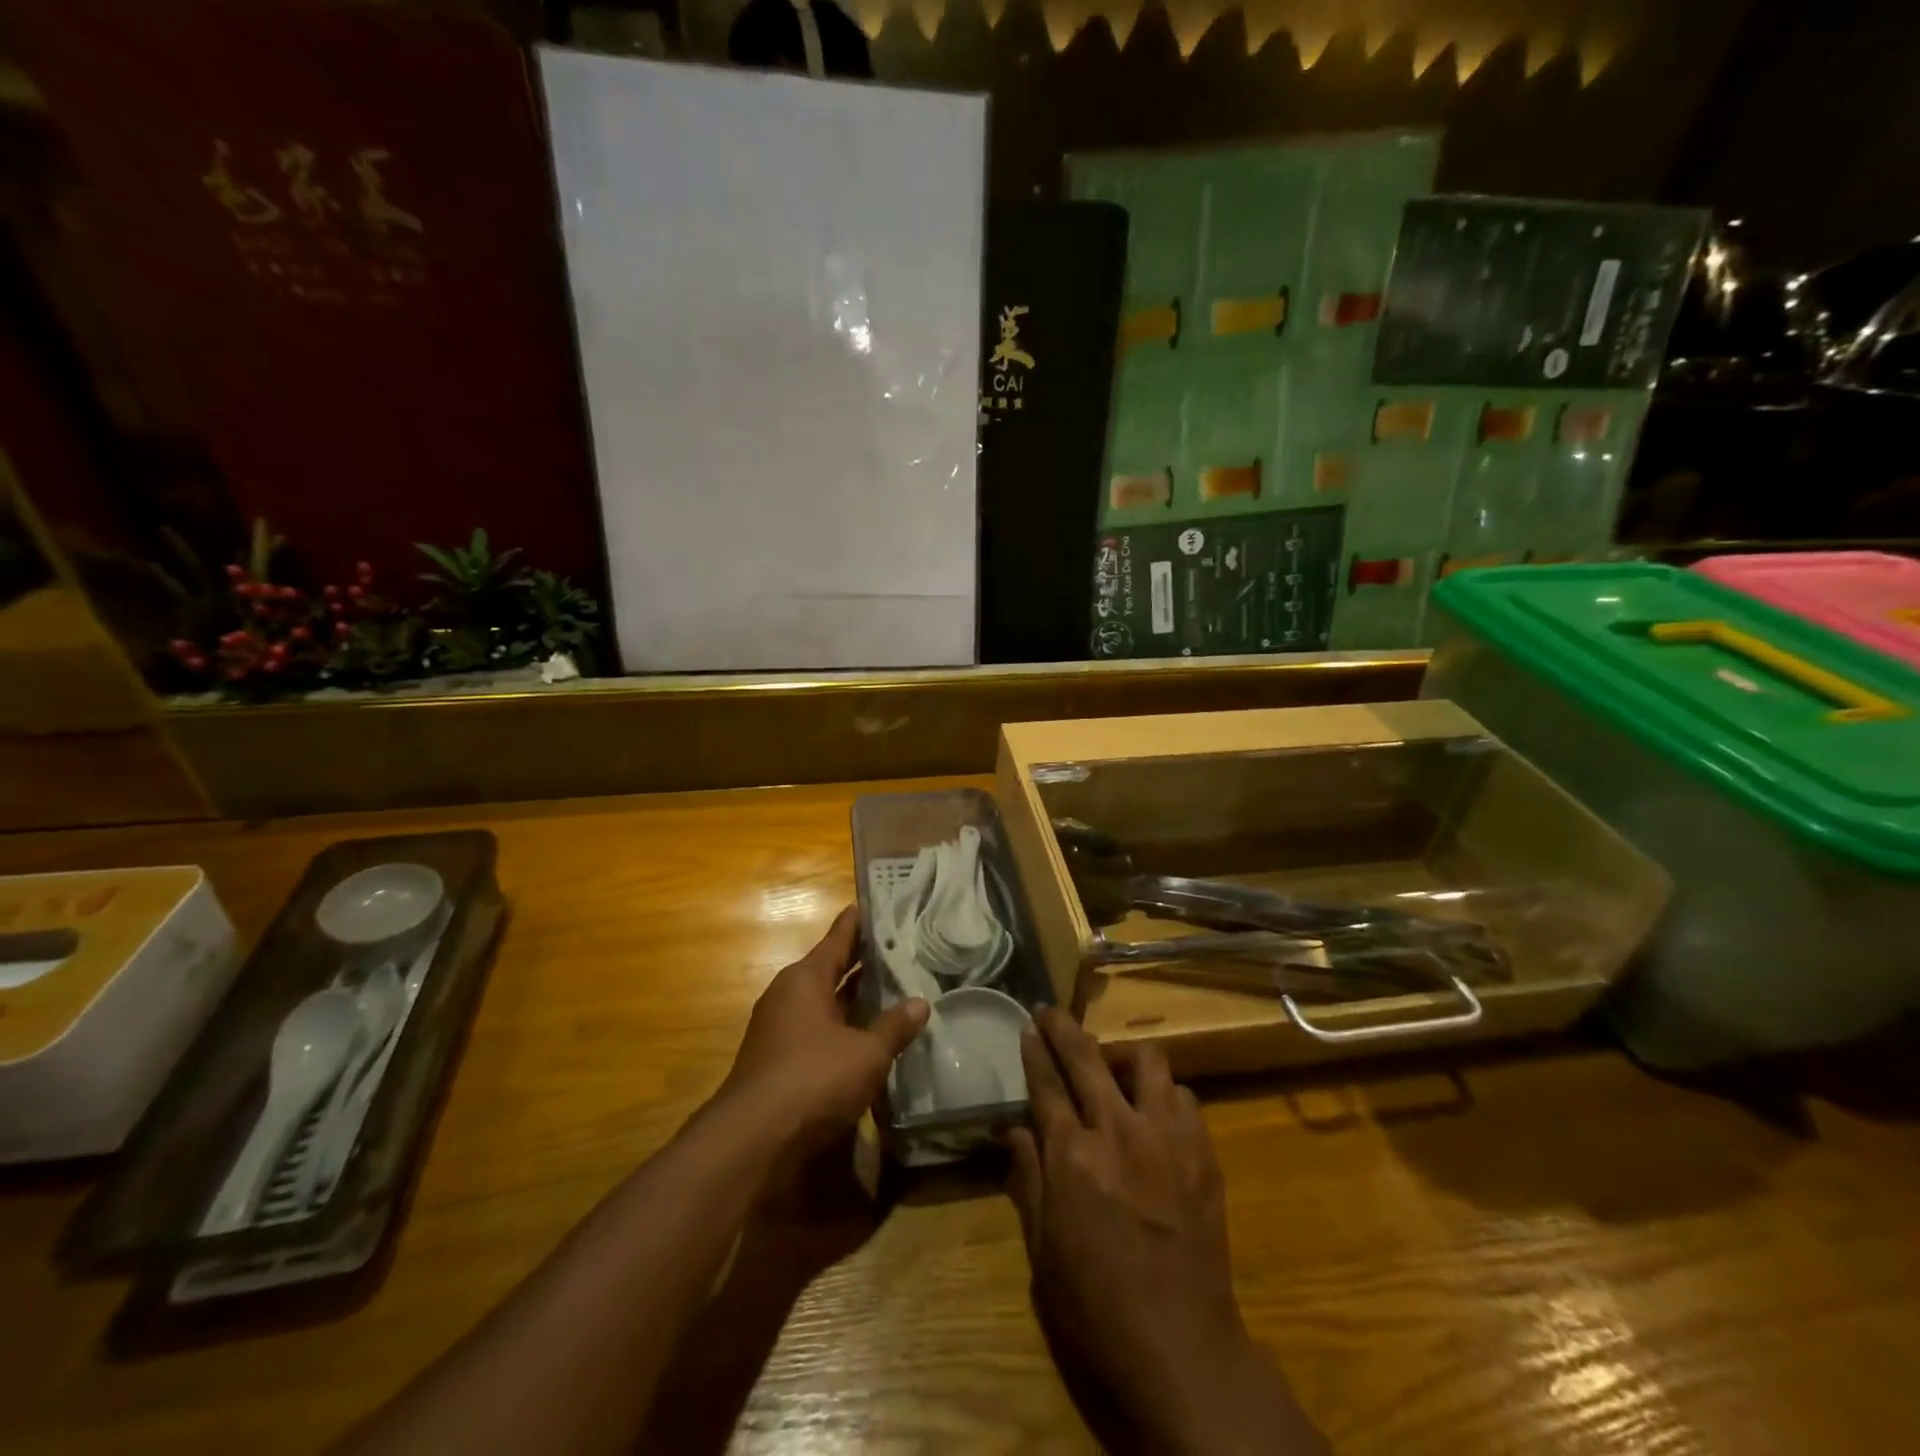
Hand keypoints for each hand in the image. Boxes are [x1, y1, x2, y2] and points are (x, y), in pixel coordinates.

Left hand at [721, 905, 928, 1151]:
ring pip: (823, 1002)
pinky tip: (864, 1035)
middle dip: (860, 962)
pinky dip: (840, 1026)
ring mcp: (778, 1028)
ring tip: (888, 989)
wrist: (753, 1140)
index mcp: (805, 979)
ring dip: (851, 998)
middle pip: (829, 969)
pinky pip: (816, 1029)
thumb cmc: (814, 1078)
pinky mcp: (776, 1060)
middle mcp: (788, 995)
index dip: (857, 924)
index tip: (873, 906)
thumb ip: (893, 1026)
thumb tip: (920, 1003)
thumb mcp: (866, 1053)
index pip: (837, 939)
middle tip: (896, 949)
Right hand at [1007, 1010, 1325, 1455]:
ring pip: (1147, 1062)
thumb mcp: (1042, 1249)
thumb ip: (1027, 1178)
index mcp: (1072, 1156)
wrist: (1180, 1347)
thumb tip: (1012, 1129)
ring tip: (1113, 1070)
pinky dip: (1164, 1094)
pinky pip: (1184, 1097)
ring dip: (1123, 1057)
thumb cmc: (1096, 1305)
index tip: (1028, 1026)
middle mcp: (1118, 1131)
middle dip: (1064, 1028)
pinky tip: (1155, 1113)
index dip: (1034, 1051)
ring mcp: (1166, 1138)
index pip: (1046, 1083)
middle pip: (1088, 1057)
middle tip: (1051, 1013)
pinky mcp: (1203, 1153)